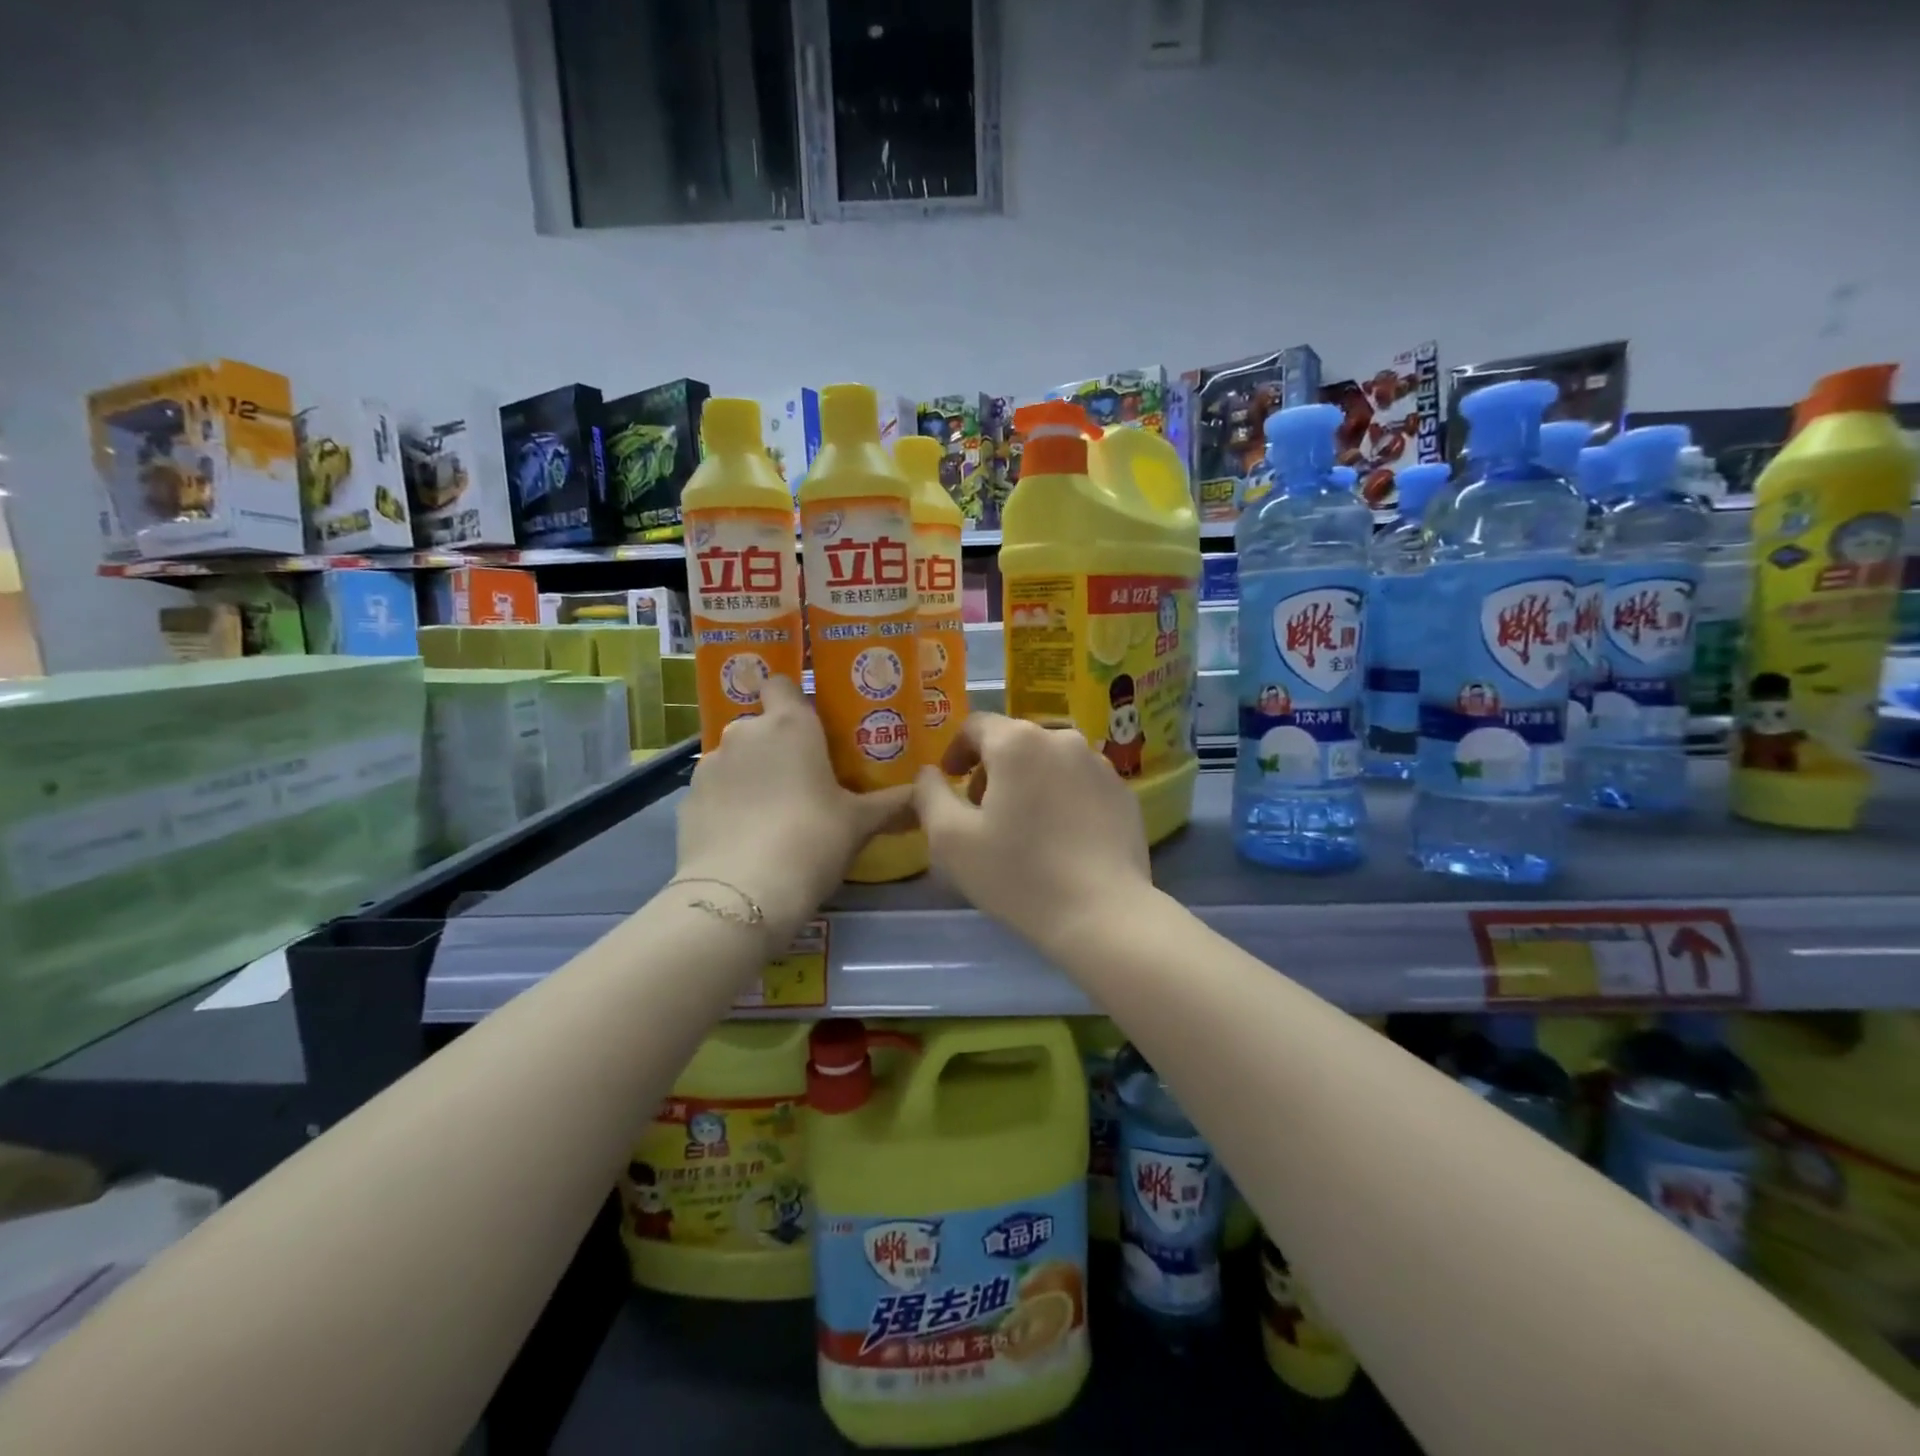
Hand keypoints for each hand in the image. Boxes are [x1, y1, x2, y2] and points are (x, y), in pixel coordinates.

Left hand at [675, 677, 911, 944]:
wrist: (743, 892)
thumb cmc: (812, 840)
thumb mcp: (859, 823)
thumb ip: (892, 803)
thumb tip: (924, 793)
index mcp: (789, 724)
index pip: (780, 683)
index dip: (791, 699)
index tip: (809, 725)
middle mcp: (744, 732)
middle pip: (760, 724)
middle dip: (776, 744)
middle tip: (802, 778)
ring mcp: (709, 765)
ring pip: (735, 757)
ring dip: (751, 773)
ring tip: (771, 812)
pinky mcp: (687, 799)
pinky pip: (715, 790)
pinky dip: (728, 802)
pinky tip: (743, 835)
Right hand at [913, 713, 1152, 953]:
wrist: (1102, 914)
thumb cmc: (1018, 872)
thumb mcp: (950, 839)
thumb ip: (929, 795)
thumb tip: (929, 774)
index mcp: (1018, 742)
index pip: (975, 726)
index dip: (956, 751)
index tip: (950, 781)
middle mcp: (1062, 739)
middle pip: (1015, 742)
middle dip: (992, 770)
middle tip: (982, 812)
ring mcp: (1100, 765)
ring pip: (1051, 762)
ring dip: (1029, 783)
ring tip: (1024, 828)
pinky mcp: (1124, 794)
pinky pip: (1081, 784)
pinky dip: (1063, 799)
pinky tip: (1061, 840)